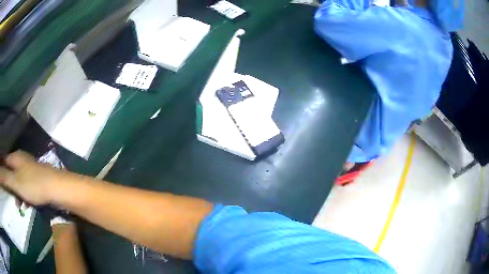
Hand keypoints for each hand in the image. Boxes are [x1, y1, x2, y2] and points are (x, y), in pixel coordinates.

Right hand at [0, 151, 59, 205]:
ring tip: (17, 204)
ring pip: (17, 180)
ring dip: (15, 192)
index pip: (4, 159)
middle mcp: (21, 160)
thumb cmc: (33, 184)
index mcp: (15, 157)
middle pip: (10, 170)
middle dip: (8, 182)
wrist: (57, 189)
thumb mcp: (15, 182)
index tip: (1, 177)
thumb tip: (0, 173)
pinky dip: (22, 195)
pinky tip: (24, 204)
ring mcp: (29, 169)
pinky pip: (24, 187)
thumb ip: (4, 177)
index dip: (1, 167)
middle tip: (8, 194)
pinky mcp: (35, 179)